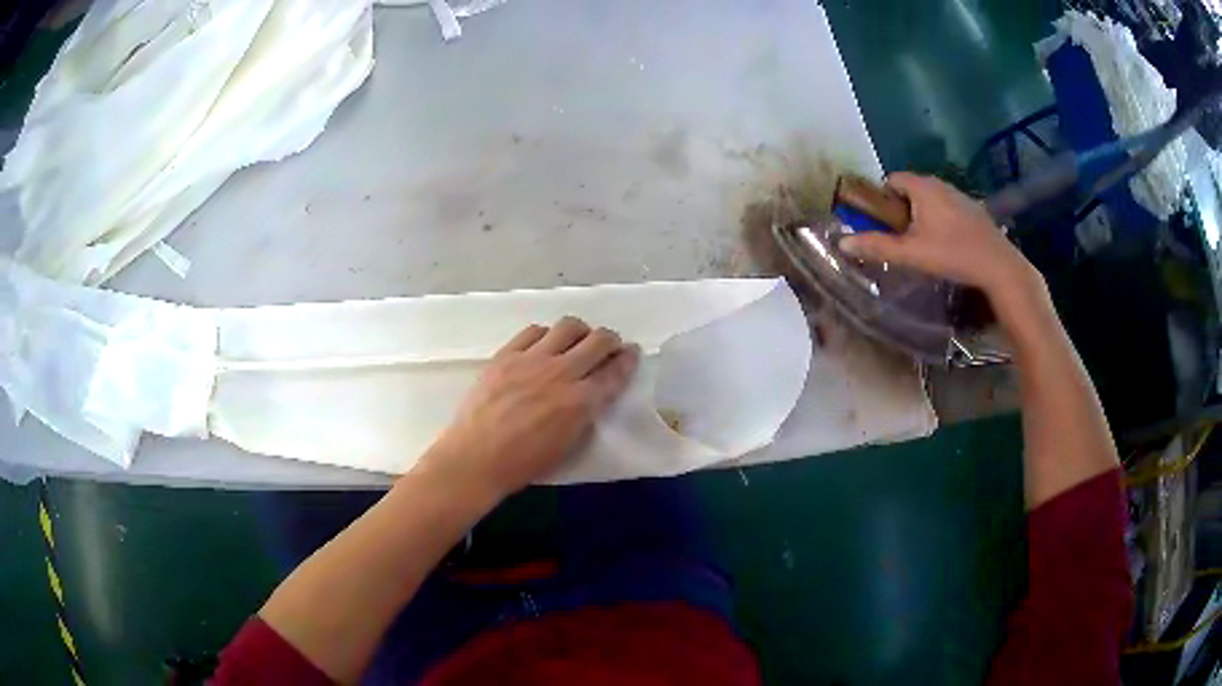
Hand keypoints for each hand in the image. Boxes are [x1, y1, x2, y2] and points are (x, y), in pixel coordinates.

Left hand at [416, 317, 639, 500]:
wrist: (476, 458)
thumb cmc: (524, 464)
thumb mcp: (568, 445)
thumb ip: (585, 414)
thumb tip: (591, 394)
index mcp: (581, 401)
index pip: (615, 371)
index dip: (629, 359)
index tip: (632, 353)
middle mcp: (561, 373)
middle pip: (598, 340)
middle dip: (610, 340)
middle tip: (608, 345)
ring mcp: (532, 359)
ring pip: (568, 326)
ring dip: (580, 331)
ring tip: (576, 341)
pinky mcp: (506, 354)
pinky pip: (533, 331)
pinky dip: (546, 334)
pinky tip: (543, 345)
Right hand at [840, 172, 1036, 296]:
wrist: (998, 265)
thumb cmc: (952, 253)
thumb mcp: (911, 253)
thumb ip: (877, 246)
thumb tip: (841, 243)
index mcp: (922, 187)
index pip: (892, 179)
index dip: (882, 198)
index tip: (883, 224)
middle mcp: (940, 183)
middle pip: (911, 189)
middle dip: (902, 209)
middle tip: (902, 238)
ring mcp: (959, 195)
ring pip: (931, 199)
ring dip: (922, 215)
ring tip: (924, 244)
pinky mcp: (974, 210)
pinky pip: (948, 208)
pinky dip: (941, 220)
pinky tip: (948, 245)